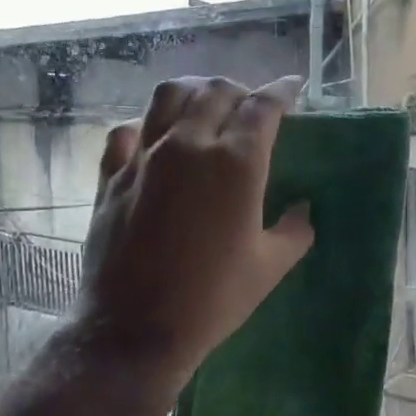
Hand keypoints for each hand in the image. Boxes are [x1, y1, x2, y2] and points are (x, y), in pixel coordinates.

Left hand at [76, 76, 314, 386]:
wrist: (135, 328)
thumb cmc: (213, 298)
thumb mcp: (270, 267)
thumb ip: (294, 231)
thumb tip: (302, 210)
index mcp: (235, 163)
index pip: (263, 107)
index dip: (283, 91)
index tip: (293, 87)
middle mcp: (188, 145)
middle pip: (216, 91)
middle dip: (241, 90)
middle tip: (252, 107)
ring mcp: (144, 157)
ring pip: (168, 96)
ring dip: (195, 92)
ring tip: (206, 106)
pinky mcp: (112, 177)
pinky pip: (127, 131)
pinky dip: (147, 125)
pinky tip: (155, 139)